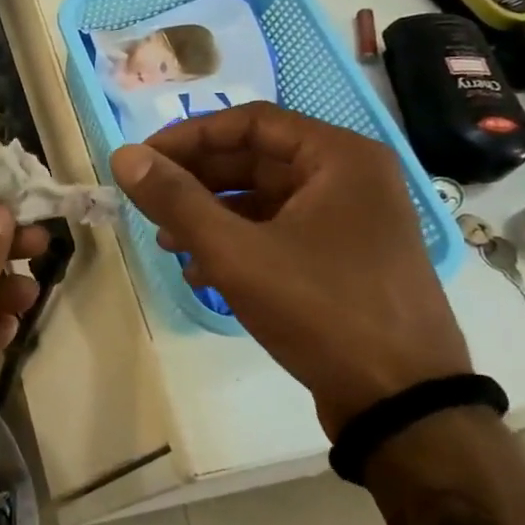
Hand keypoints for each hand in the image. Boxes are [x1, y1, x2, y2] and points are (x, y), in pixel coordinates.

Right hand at [111, 104, 469, 438]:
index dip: (189, 136)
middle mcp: (351, 178)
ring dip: (211, 214)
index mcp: (339, 157)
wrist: (400, 402)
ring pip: (265, 198)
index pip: (250, 122)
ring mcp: (352, 221)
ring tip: (167, 241)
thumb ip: (176, 199)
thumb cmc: (320, 309)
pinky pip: (281, 231)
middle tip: (148, 201)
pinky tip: (202, 271)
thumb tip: (124, 156)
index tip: (143, 159)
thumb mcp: (236, 251)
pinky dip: (239, 242)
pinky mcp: (346, 258)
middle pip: (257, 159)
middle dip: (197, 181)